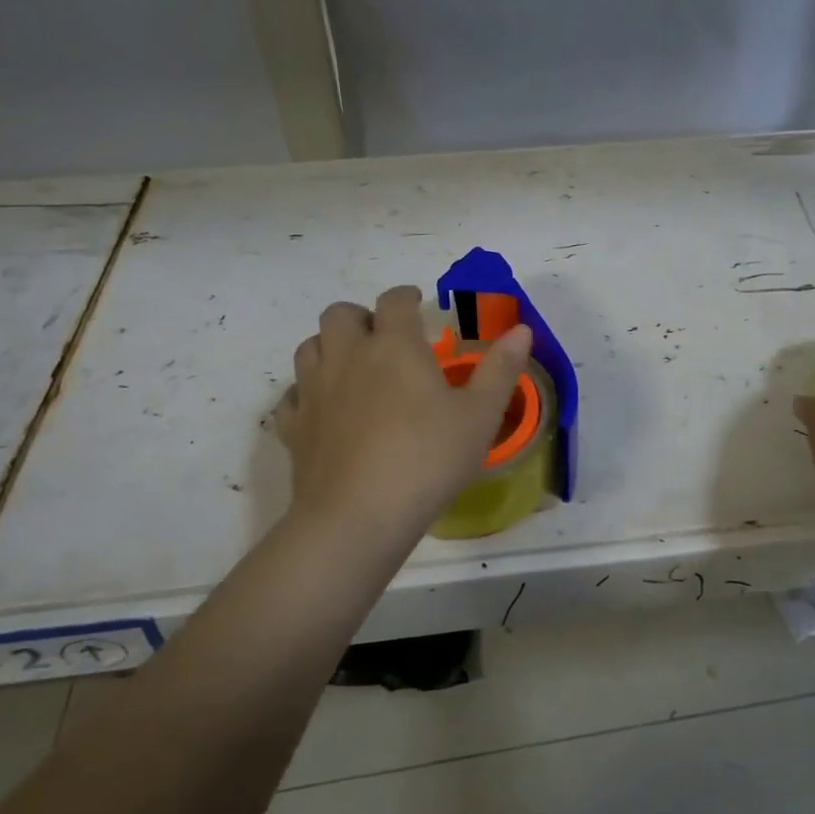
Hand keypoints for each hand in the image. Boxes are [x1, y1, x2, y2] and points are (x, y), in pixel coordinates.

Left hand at [273, 285, 532, 540]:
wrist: (357, 517)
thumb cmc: (427, 460)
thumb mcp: (480, 416)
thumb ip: (500, 369)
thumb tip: (521, 329)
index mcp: (394, 346)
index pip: (394, 301)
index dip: (406, 296)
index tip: (418, 303)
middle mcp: (348, 356)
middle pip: (340, 314)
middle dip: (362, 317)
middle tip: (384, 337)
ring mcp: (314, 391)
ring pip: (310, 347)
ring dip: (330, 346)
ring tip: (353, 366)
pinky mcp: (294, 427)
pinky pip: (293, 395)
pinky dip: (306, 393)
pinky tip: (323, 409)